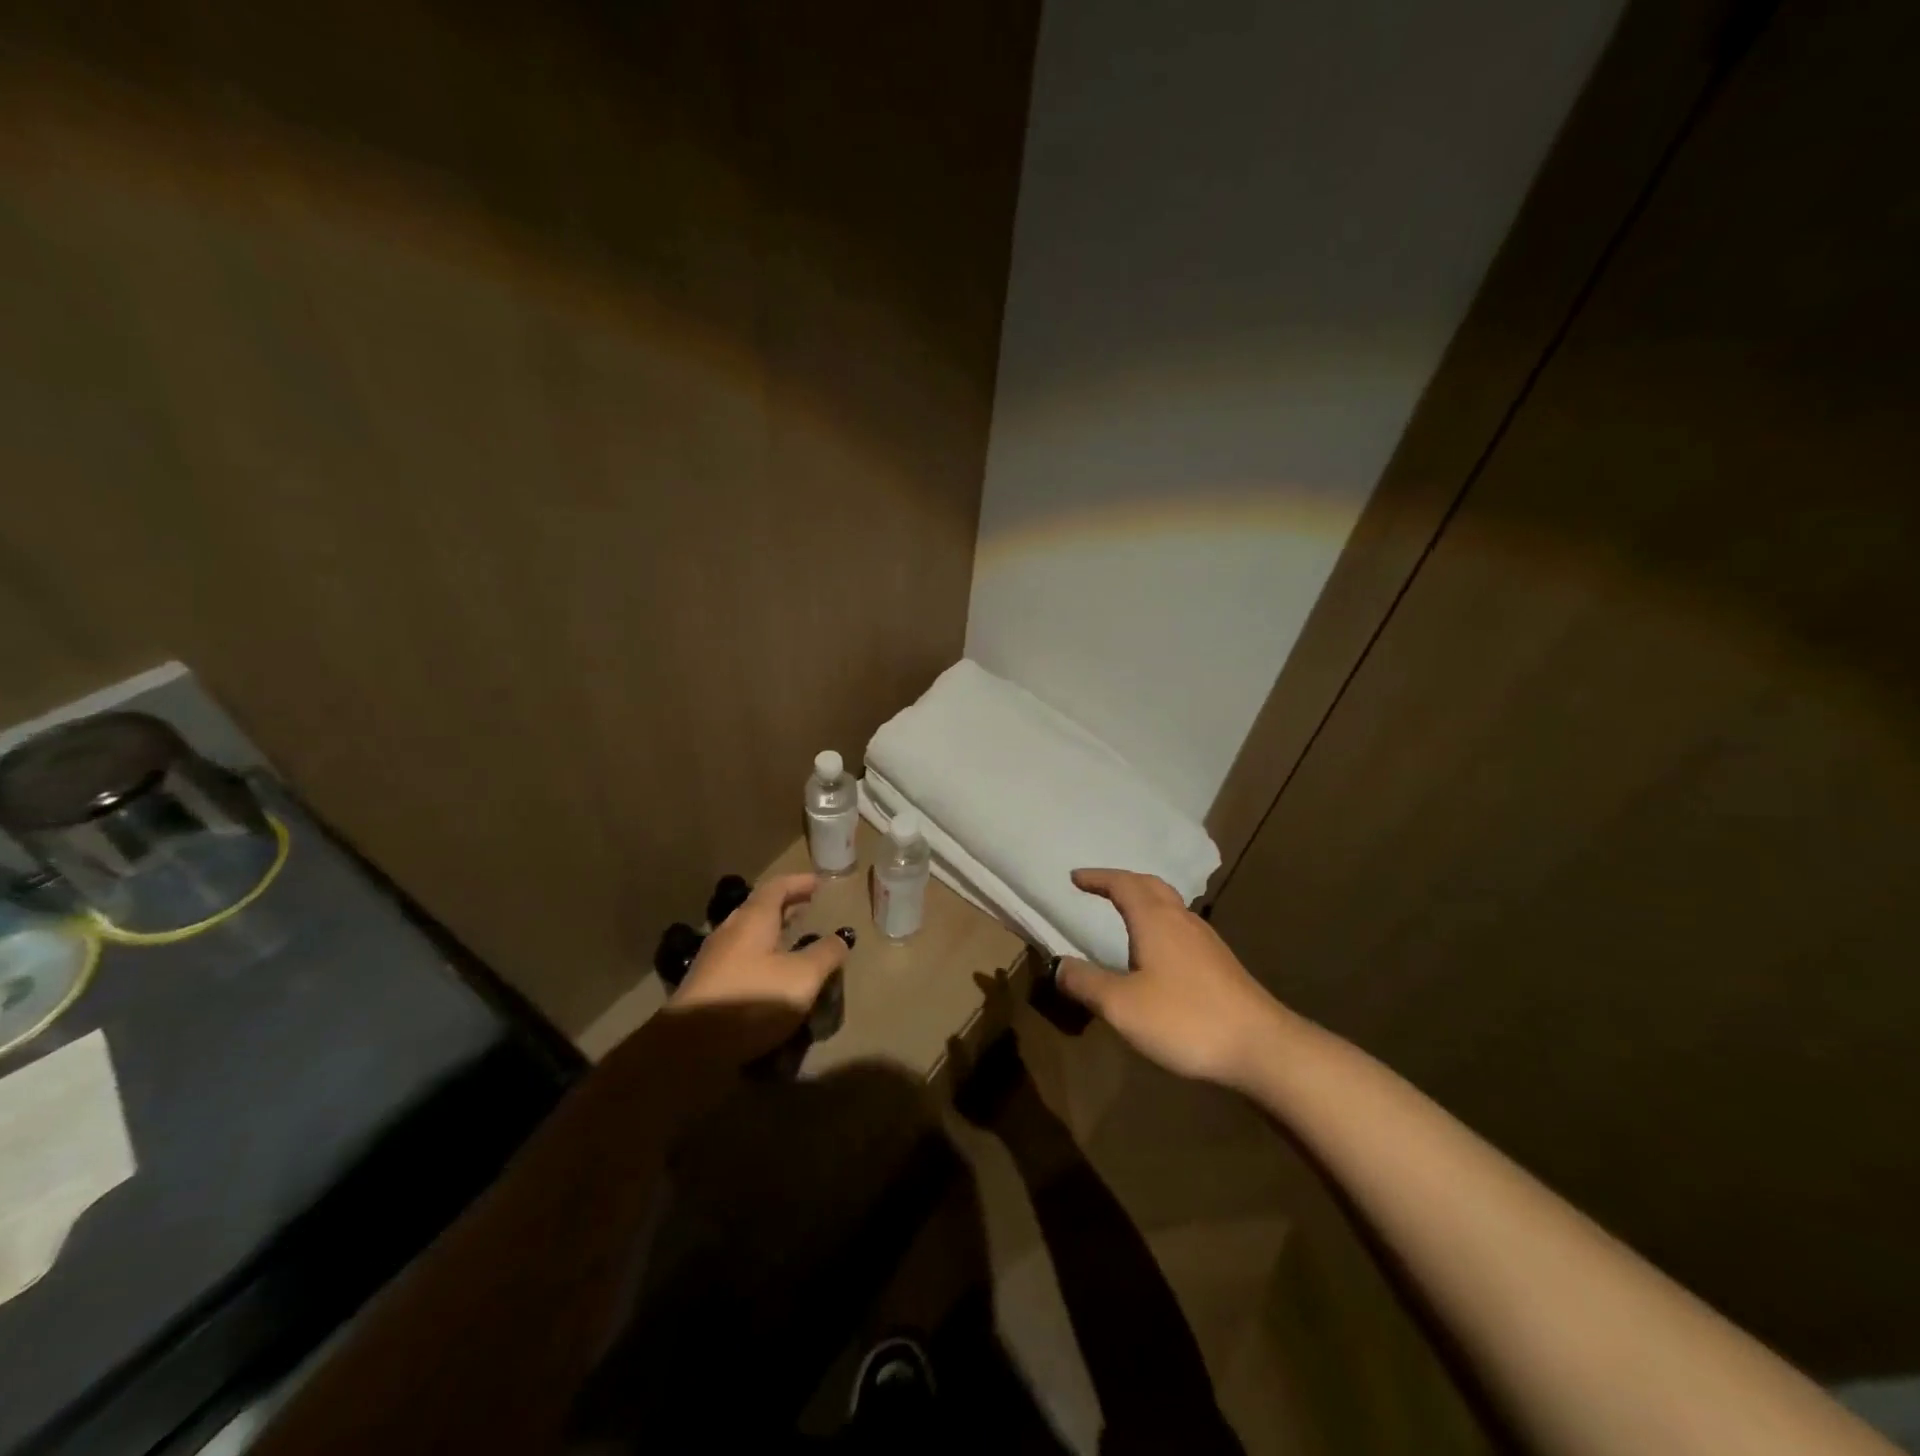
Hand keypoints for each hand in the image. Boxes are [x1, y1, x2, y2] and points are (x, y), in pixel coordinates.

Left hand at [665, 873, 850, 1060]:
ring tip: (795, 942)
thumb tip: (840, 938)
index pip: (777, 888)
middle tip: (809, 909)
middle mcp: (730, 932)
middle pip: (759, 909)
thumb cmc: (752, 1001)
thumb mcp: (802, 977)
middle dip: (786, 907)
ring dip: (773, 934)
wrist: (689, 1049)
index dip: (799, 882)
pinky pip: (741, 960)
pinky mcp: (707, 988)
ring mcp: (714, 960)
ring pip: (748, 936)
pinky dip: (761, 958)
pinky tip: (772, 978)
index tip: (819, 883)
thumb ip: (825, 954)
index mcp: (753, 920)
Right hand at [1055, 868, 1292, 1089]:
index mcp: (1156, 919)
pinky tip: (1158, 953)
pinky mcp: (1220, 964)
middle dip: (1122, 882)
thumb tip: (1059, 965)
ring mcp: (1206, 941)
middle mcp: (1182, 920)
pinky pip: (1181, 928)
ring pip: (1170, 906)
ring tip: (1125, 915)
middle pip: (1151, 886)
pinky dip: (1160, 924)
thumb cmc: (1185, 1019)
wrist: (1262, 1047)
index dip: (1097, 878)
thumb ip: (1086, 983)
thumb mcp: (1122, 1005)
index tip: (1075, 877)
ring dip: (1144, 901)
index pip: (1122, 884)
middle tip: (1099, 888)